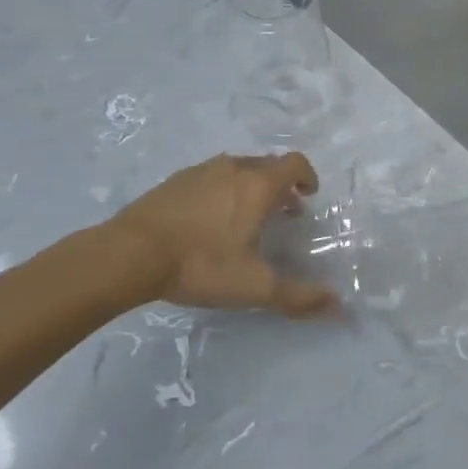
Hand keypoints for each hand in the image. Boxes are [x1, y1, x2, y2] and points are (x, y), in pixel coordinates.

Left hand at [101, 152, 337, 316]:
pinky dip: (221, 190)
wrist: (129, 254)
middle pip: (268, 164)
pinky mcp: (174, 180)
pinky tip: (207, 220)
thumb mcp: (255, 287)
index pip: (295, 163)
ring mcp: (201, 171)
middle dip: (281, 185)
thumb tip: (339, 305)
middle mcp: (234, 168)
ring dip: (250, 186)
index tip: (308, 197)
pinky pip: (210, 177)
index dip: (307, 176)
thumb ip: (298, 296)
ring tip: (245, 217)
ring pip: (237, 169)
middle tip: (282, 213)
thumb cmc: (201, 264)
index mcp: (259, 185)